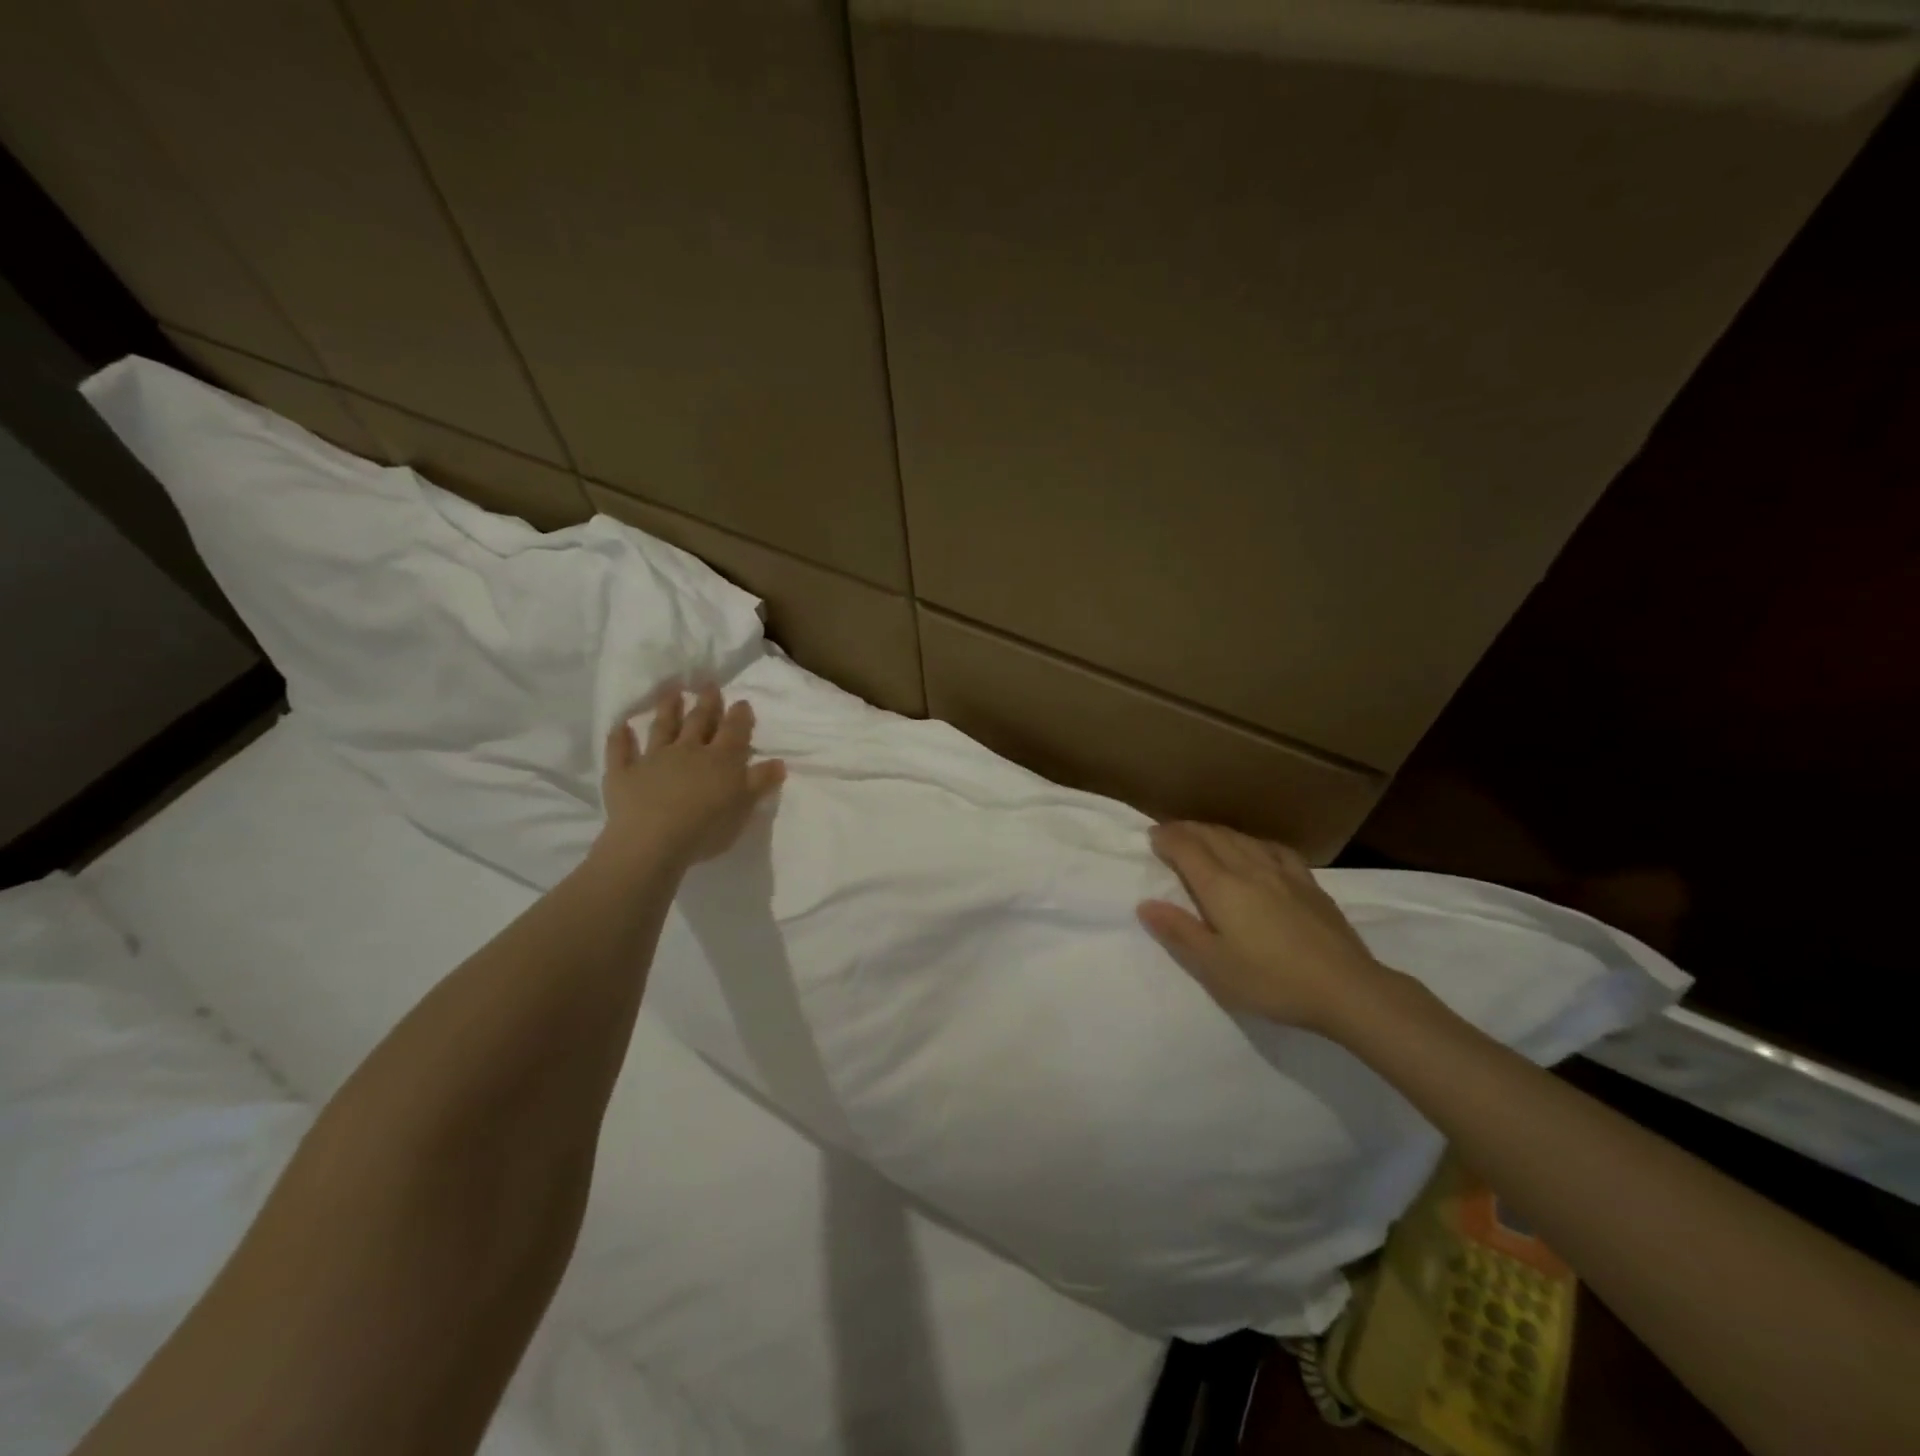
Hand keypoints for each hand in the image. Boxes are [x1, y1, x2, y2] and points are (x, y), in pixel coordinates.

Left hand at [598, 683, 785, 867]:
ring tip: (671, 691)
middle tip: (709, 684)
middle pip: (699, 722)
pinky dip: (620, 738)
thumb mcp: (744, 806)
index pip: (734, 731)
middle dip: (706, 703)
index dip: (739, 716)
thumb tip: (779, 762)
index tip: (741, 701)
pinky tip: (620, 726)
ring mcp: (653, 759)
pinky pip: (620, 751)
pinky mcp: (624, 773)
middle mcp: (687, 750)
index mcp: (720, 759)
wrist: (653, 841)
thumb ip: (760, 782)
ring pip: (662, 728)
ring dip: (667, 708)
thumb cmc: (706, 826)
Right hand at [1137, 822, 1394, 1033]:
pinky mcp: (1309, 884)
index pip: (1187, 849)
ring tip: (1204, 835)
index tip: (1152, 836)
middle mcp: (1249, 869)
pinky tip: (1256, 848)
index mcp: (1221, 888)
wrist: (1347, 989)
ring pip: (1242, 839)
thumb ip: (1179, 931)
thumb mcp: (1214, 966)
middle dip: (1187, 830)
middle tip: (1170, 832)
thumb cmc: (1271, 981)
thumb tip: (1146, 904)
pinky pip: (1275, 850)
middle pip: (1213, 837)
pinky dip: (1254, 842)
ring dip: (1216, 832)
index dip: (1167, 838)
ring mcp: (1283, 874)